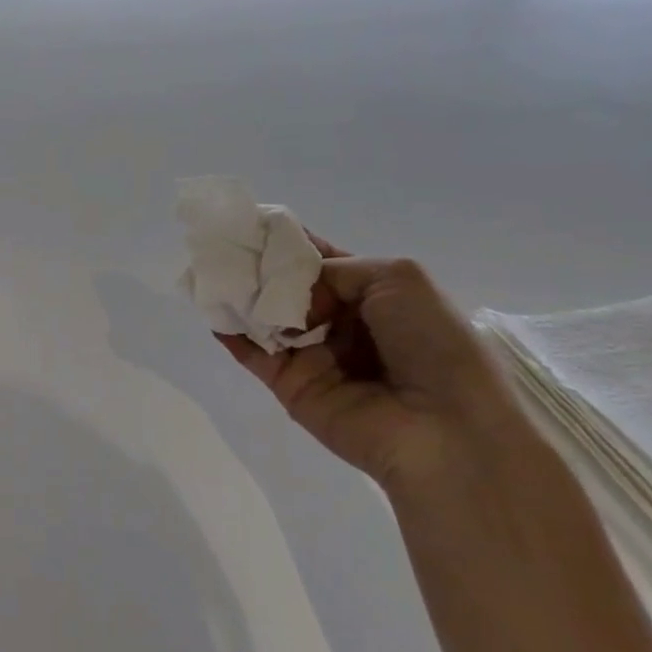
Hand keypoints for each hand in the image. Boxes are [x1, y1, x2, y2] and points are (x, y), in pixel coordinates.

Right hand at [218, 243, 542, 498]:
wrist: (442, 427)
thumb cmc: (433, 343)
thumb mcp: (399, 278)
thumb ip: (337, 268)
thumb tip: (292, 290)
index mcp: (373, 296)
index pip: (322, 263)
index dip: (290, 244)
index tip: (253, 224)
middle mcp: (339, 323)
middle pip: (288, 288)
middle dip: (258, 267)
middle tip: (222, 244)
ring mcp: (312, 355)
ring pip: (267, 318)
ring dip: (241, 295)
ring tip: (209, 270)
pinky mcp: (290, 386)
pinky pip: (255, 354)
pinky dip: (231, 334)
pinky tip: (212, 312)